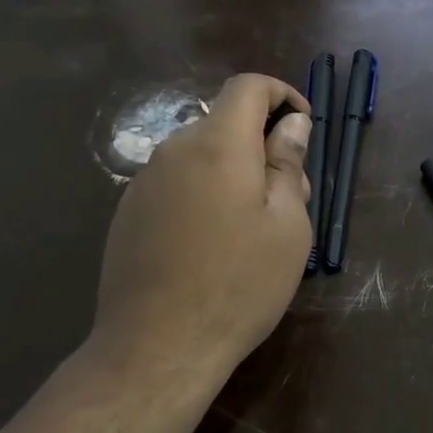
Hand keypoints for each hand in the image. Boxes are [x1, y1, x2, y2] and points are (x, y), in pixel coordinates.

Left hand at [89, 74, 313, 382]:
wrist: (158, 345)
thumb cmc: (239, 284)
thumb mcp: (286, 225)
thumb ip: (288, 164)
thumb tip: (291, 124)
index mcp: (218, 145)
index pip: (248, 87)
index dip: (283, 95)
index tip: (304, 129)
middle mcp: (175, 150)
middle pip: (225, 123)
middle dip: (263, 146)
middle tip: (292, 200)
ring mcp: (145, 182)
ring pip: (201, 156)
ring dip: (235, 173)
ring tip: (255, 230)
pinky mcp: (128, 213)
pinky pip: (177, 184)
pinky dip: (205, 194)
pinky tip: (213, 245)